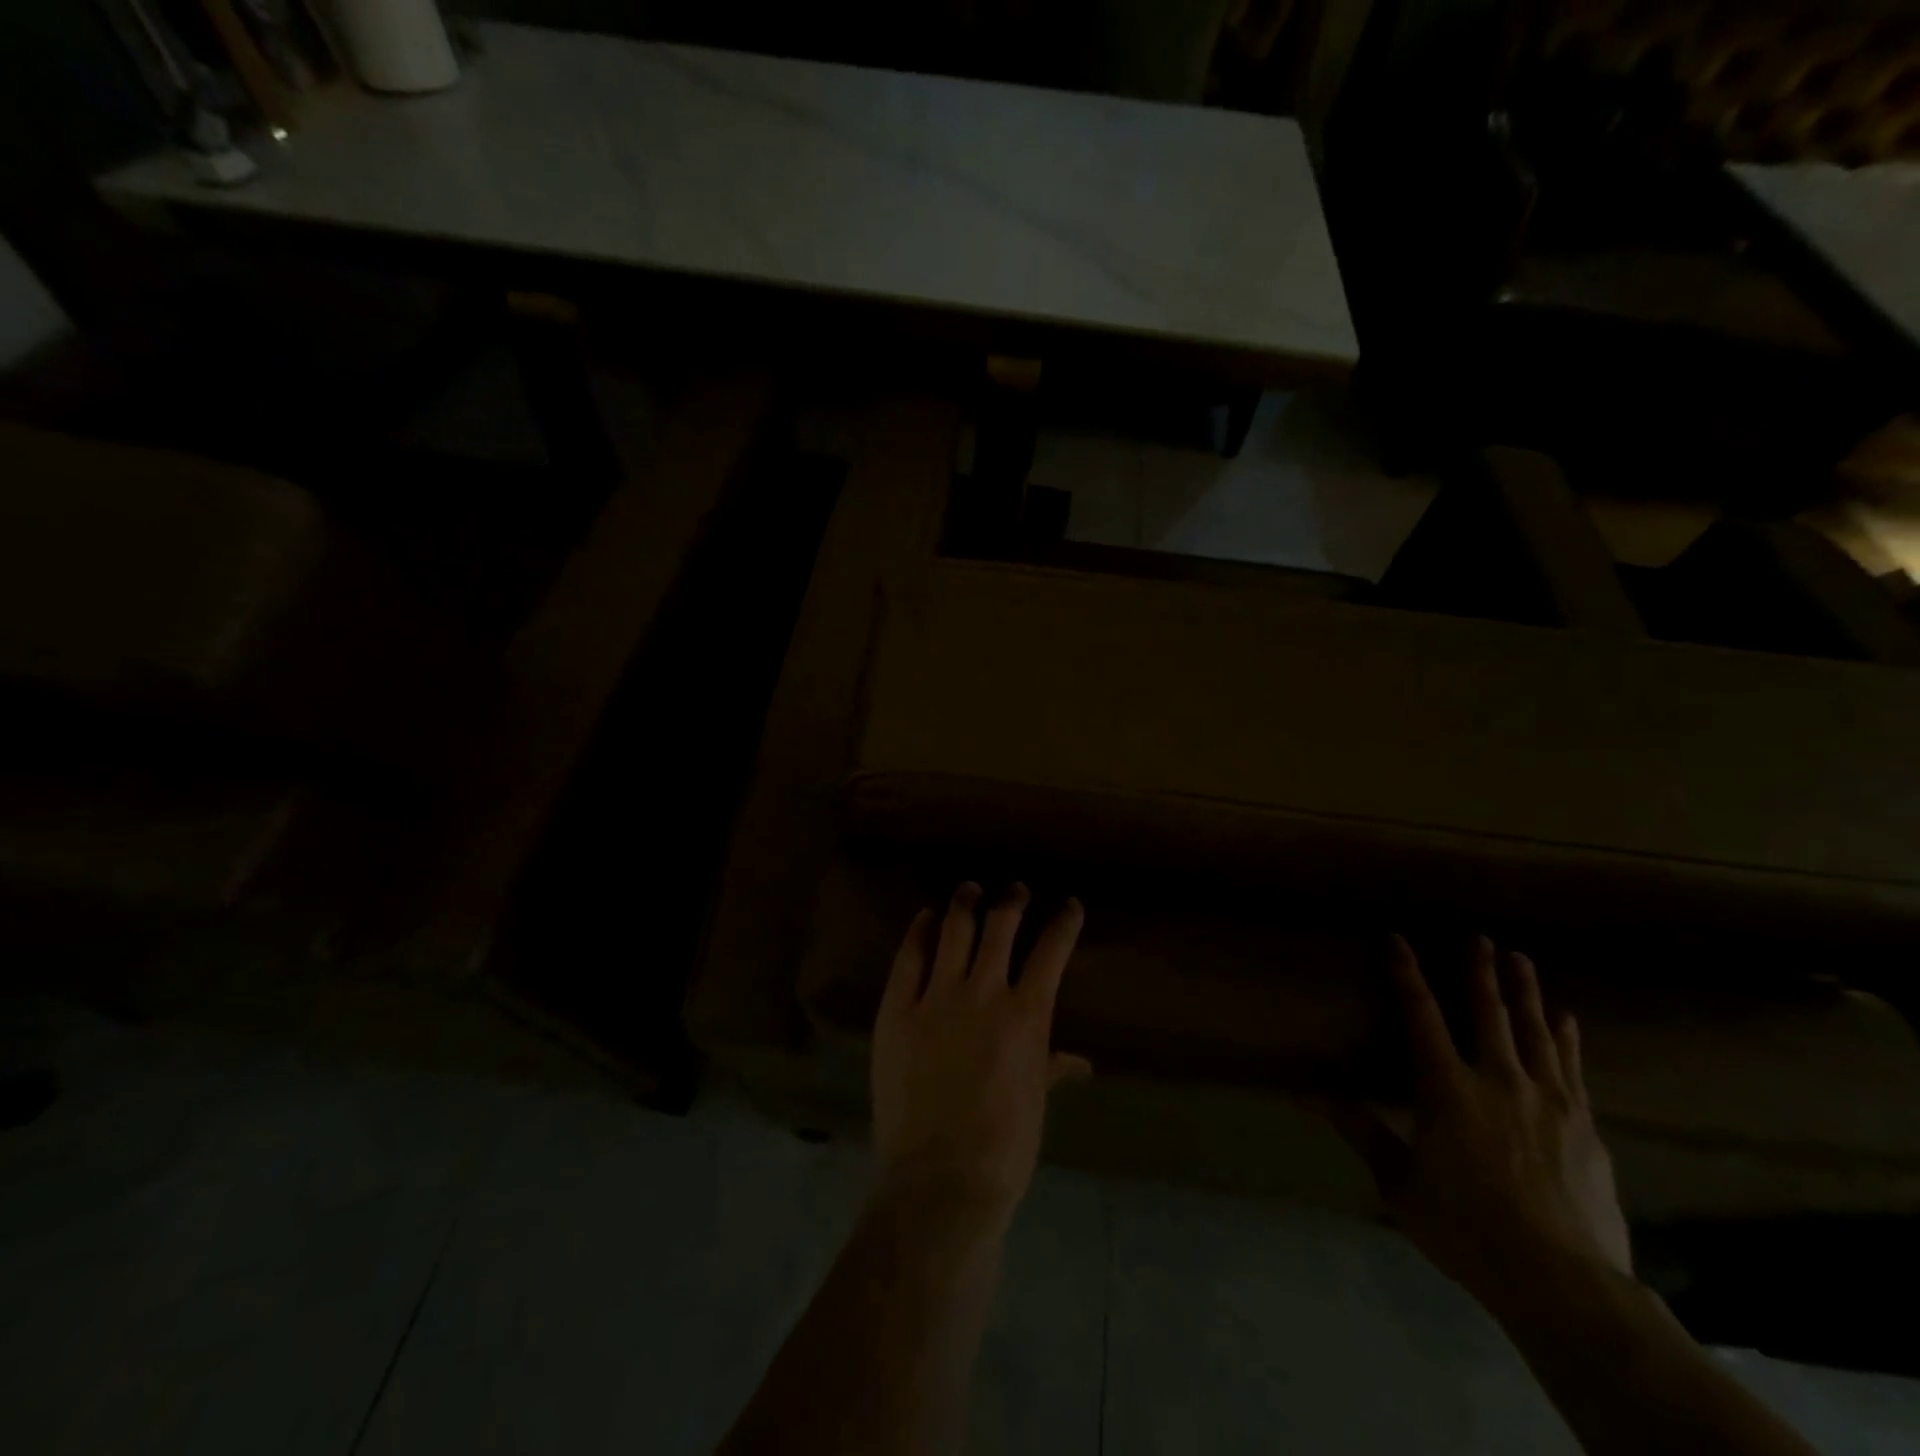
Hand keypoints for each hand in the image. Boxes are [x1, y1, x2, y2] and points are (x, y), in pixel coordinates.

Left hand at [871, 883, 1089, 1227]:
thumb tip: (1080, 1062)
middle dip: (1012, 901)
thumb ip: (1052, 1068)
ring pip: (954, 930)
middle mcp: (984, 991)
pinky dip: (918, 932)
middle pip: (1001, 926)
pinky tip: (924, 918)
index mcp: (1027, 1014)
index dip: (1064, 921)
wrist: (942, 1177)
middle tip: (1015, 890)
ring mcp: (937, 997)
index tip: (1069, 905)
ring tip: (968, 889)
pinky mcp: (897, 1009)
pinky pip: (909, 958)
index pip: (1052, 950)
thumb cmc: (1004, 1147)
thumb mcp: (1035, 1102)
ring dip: (964, 904)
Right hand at [1326, 935, 1631, 1316]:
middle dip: (1481, 971)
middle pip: (1489, 1013)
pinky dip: (1567, 1038)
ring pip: (1536, 1031)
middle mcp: (1499, 1081)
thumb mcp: (1399, 1183)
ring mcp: (1549, 1101)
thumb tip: (1310, 1091)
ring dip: (1526, 992)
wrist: (1564, 1283)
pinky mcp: (1585, 1127)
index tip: (1398, 939)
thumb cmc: (1466, 1227)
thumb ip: (1361, 1130)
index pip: (1421, 1015)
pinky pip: (1572, 1068)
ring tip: (1521, 959)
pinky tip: (1568, 1019)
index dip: (1407, 973)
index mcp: (1448, 1089)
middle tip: (1481, 937)